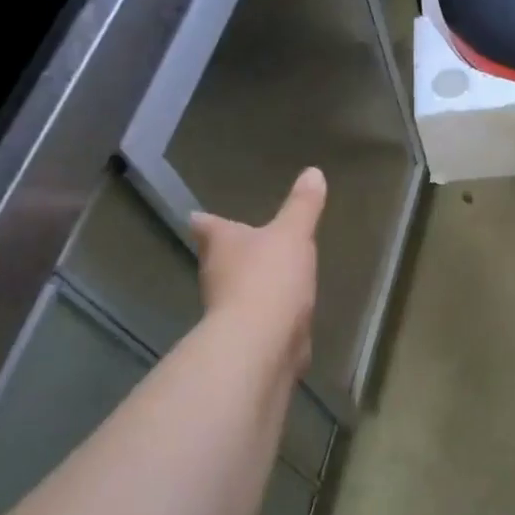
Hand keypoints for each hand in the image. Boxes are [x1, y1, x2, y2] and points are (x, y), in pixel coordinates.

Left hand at [190, 168, 326, 369]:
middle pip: (217, 258)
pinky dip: (266, 312)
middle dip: (230, 252)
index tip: (201, 217)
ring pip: (235, 289)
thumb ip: (303, 206)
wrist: (262, 343)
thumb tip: (313, 171)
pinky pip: (256, 317)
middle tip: (244, 242)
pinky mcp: (245, 337)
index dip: (207, 220)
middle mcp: (215, 274)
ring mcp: (227, 309)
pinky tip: (283, 311)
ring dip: (249, 283)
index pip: (207, 225)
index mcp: (220, 243)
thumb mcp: (293, 233)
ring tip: (269, 273)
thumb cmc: (270, 276)